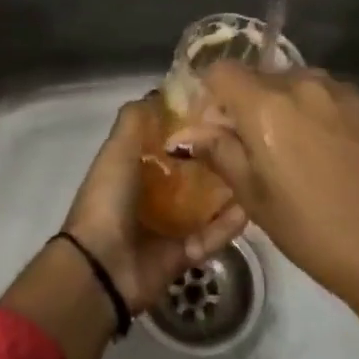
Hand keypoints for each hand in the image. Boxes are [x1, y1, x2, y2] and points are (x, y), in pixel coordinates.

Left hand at [63, 99, 247, 311]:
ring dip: (228, 190)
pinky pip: (211, 236)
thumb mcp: (117, 150)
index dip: (190, 126)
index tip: (220, 109)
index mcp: (133, 169)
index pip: (167, 142)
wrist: (101, 267)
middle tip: (248, 140)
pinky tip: (252, 207)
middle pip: (191, 172)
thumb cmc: (108, 200)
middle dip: (215, 157)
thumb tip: (158, 91)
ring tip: (257, 171)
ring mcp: (168, 226)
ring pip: (206, 204)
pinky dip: (228, 224)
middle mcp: (151, 195)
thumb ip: (135, 120)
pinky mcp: (184, 254)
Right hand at [170, 62, 358, 305]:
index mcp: (265, 104)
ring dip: (284, 106)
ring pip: (295, 84)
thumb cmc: (313, 230)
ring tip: (298, 153)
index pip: (221, 71)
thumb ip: (220, 153)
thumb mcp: (254, 198)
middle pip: (259, 76)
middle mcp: (302, 83)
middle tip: (256, 150)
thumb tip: (190, 133)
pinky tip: (330, 154)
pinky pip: (328, 96)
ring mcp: (341, 90)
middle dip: (248, 104)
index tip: (218, 130)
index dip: (212, 96)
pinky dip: (317, 113)